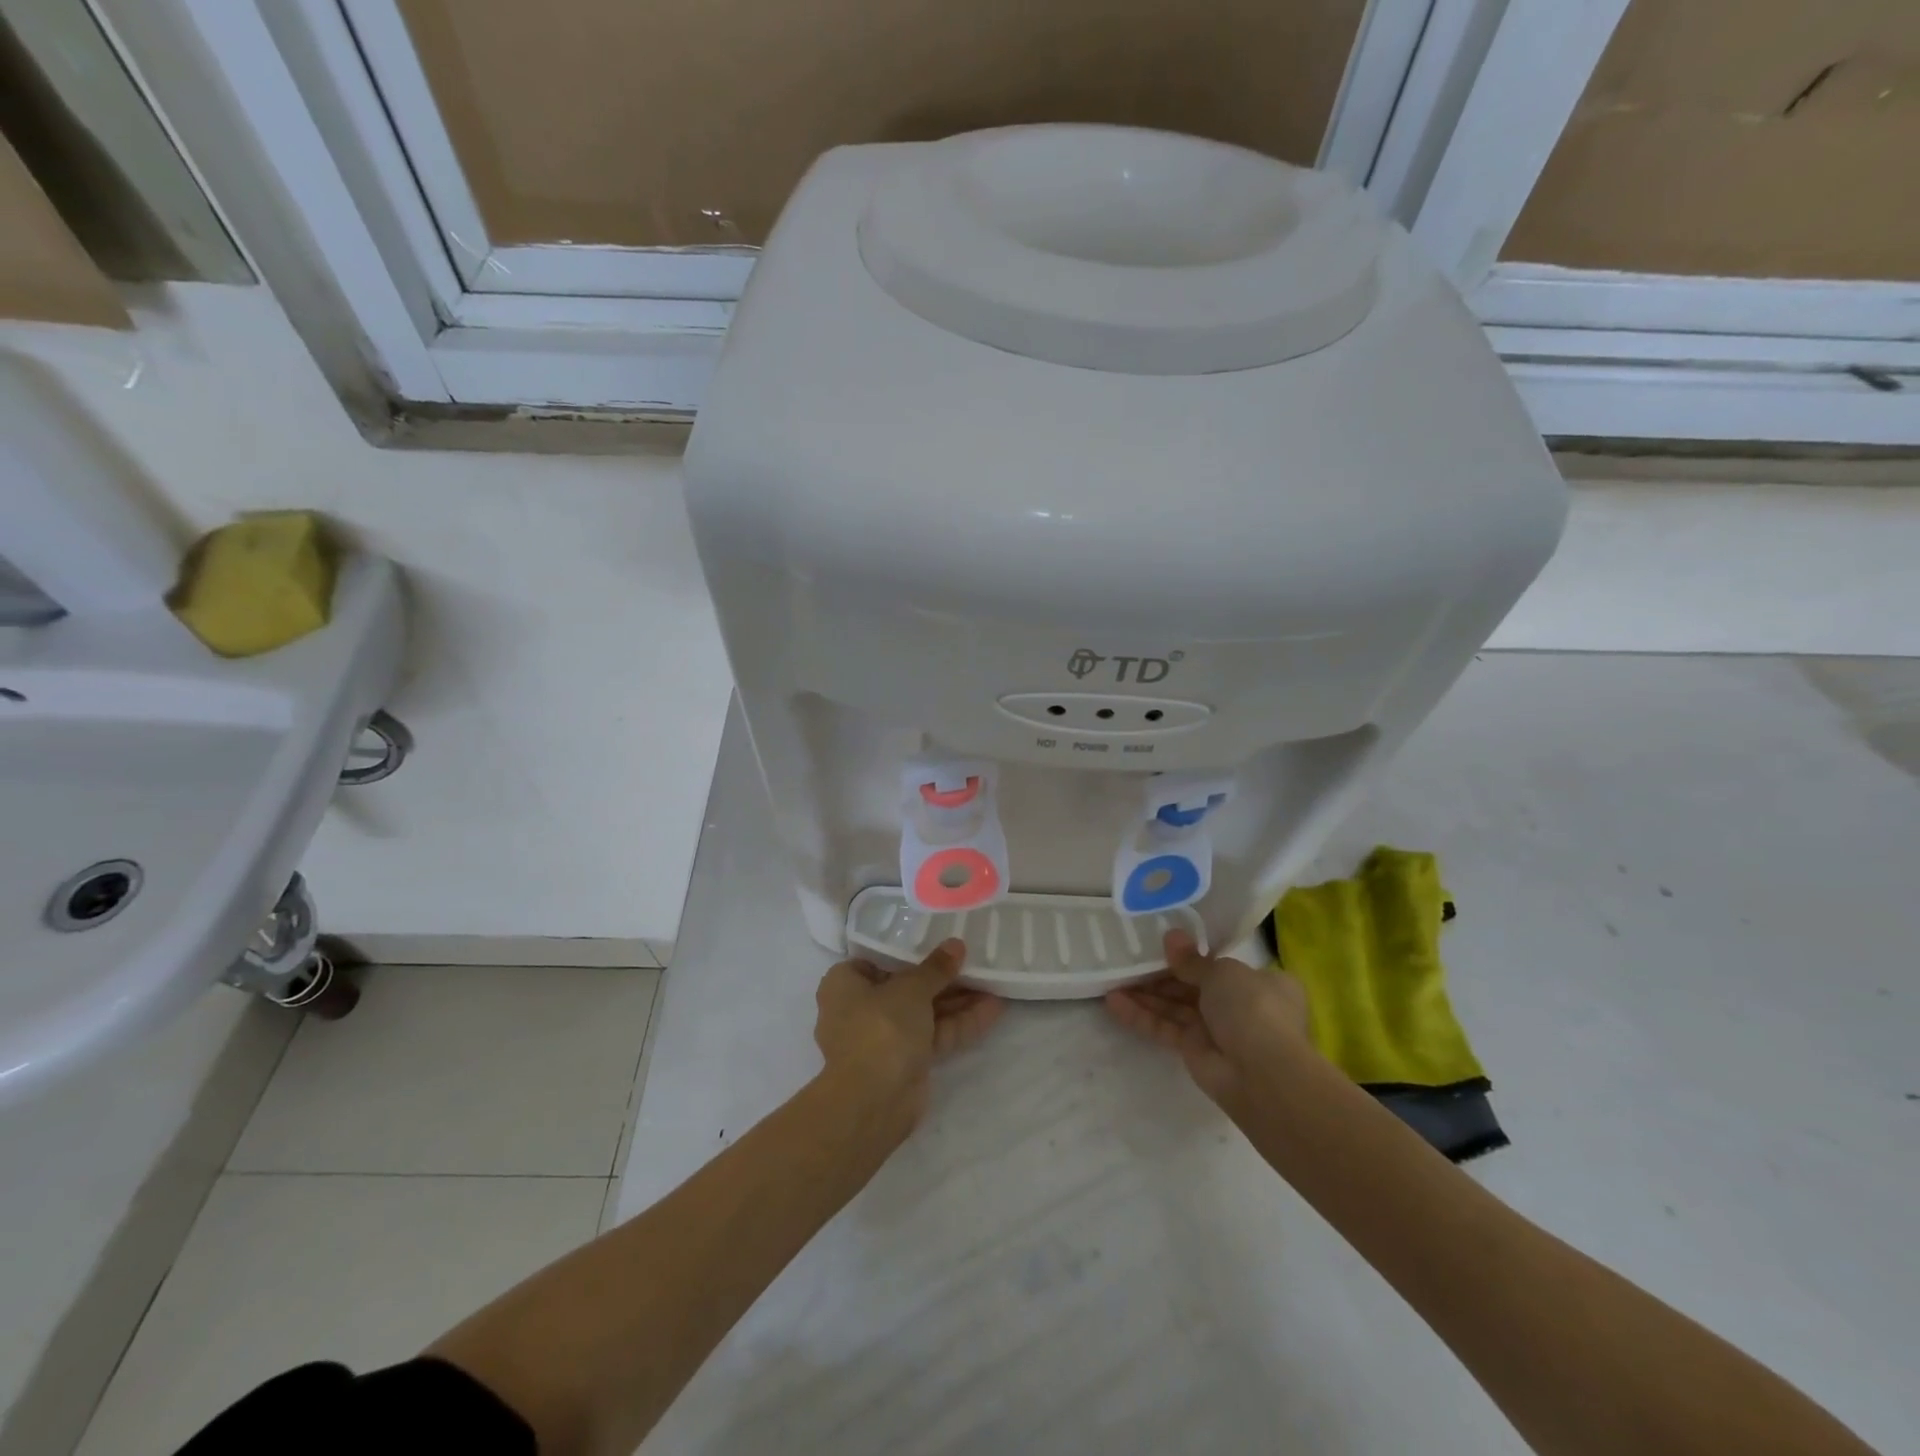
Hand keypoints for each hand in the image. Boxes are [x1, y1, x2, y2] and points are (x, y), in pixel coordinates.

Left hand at [814, 939, 1003, 1126]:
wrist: (873, 1101)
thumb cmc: (880, 1027)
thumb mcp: (911, 988)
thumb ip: (936, 967)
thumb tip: (956, 945)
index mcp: (844, 984)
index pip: (876, 960)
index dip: (907, 952)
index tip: (937, 943)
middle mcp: (859, 1009)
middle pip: (906, 987)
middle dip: (942, 979)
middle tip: (974, 963)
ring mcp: (883, 1039)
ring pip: (924, 1013)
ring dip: (957, 1001)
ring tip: (993, 983)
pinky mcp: (905, 1063)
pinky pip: (933, 1036)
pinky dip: (959, 1023)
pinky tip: (992, 1010)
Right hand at [1105, 928, 1310, 1111]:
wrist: (1261, 1072)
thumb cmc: (1251, 1007)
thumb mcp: (1222, 972)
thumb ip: (1192, 959)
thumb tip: (1170, 936)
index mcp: (1260, 982)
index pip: (1223, 965)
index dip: (1193, 956)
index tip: (1164, 946)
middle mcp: (1240, 1005)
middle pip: (1193, 985)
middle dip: (1161, 974)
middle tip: (1129, 959)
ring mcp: (1217, 1030)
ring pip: (1175, 1007)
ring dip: (1146, 995)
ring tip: (1113, 979)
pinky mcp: (1195, 1051)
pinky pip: (1165, 1028)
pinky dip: (1142, 1016)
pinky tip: (1114, 1003)